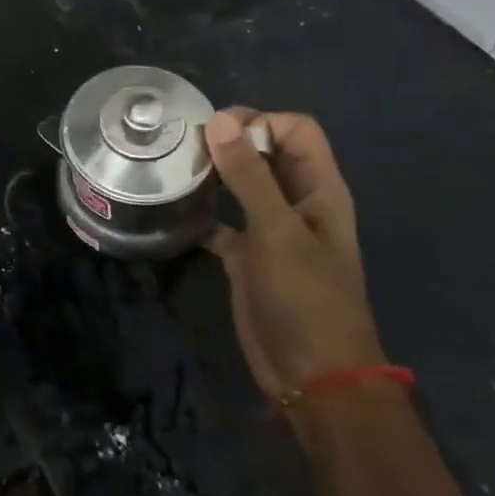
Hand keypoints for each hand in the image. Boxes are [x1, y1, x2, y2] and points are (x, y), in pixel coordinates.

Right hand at [201, 110, 384, 398]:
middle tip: (185, 146)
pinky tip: (174, 213)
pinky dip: (201, 213)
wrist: (311, 374)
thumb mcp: (277, 231)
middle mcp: (297, 202)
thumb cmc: (305, 298)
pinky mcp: (247, 256)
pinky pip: (221, 222)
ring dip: (213, 173)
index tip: (216, 133)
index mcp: (319, 189)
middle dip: (229, 141)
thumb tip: (219, 121)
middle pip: (266, 152)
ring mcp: (271, 230)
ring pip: (241, 184)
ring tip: (175, 169)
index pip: (295, 129)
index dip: (260, 121)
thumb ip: (249, 175)